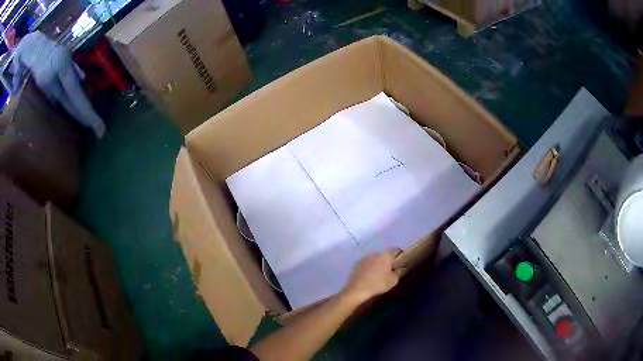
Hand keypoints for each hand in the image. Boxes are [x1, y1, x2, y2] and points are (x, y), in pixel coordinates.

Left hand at [340, 248, 403, 305]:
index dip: (400, 254)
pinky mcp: (356, 264)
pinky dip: (369, 268)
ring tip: (379, 274)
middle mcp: (375, 253)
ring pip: (375, 259)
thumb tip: (401, 268)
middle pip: (384, 254)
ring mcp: (364, 258)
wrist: (357, 289)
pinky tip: (369, 276)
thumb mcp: (393, 281)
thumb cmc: (378, 284)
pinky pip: (367, 263)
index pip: (395, 250)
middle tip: (390, 270)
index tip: (401, 262)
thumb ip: (399, 272)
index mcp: (385, 255)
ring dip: (378, 264)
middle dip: (388, 260)